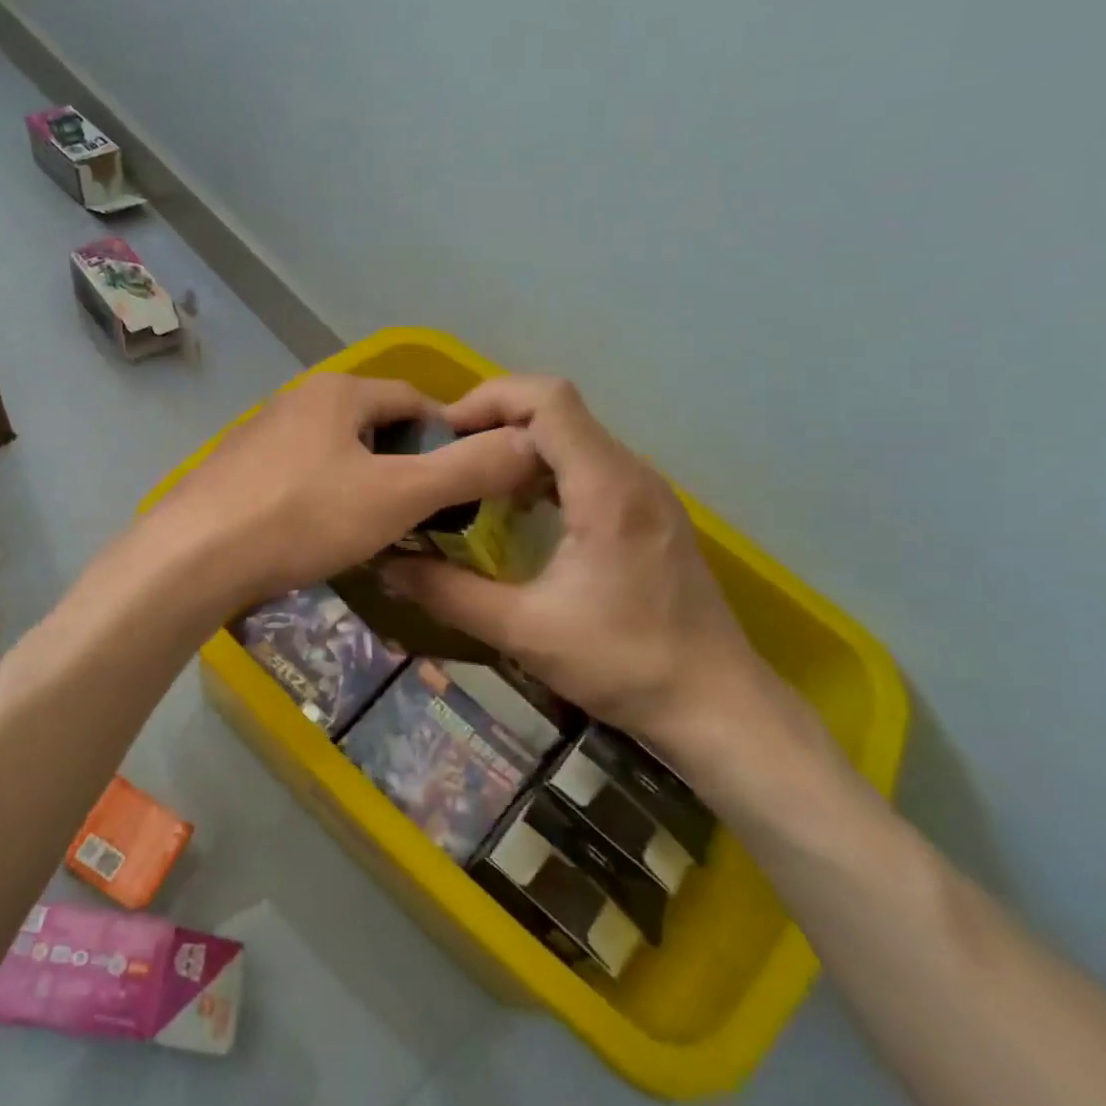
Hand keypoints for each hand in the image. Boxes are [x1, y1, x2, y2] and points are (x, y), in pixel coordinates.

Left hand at [150, 371, 541, 609]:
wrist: (193, 557)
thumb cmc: (303, 517)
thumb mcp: (398, 496)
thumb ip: (466, 469)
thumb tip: (528, 443)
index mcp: (339, 392)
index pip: (415, 400)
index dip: (448, 438)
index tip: (463, 484)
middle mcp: (298, 399)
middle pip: (374, 426)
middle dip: (405, 465)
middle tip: (422, 515)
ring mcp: (261, 433)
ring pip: (336, 453)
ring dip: (364, 483)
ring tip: (376, 530)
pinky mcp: (236, 469)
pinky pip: (300, 475)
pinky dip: (323, 498)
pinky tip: (319, 534)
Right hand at [380, 376, 775, 770]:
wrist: (718, 705)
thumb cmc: (625, 665)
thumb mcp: (524, 632)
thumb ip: (449, 593)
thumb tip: (387, 565)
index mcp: (606, 488)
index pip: (549, 400)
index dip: (489, 400)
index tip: (443, 436)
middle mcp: (632, 473)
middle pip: (559, 410)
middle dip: (495, 422)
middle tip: (446, 460)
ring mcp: (647, 490)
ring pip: (575, 436)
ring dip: (519, 446)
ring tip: (474, 481)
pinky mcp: (650, 511)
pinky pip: (590, 465)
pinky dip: (546, 470)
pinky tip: (519, 513)